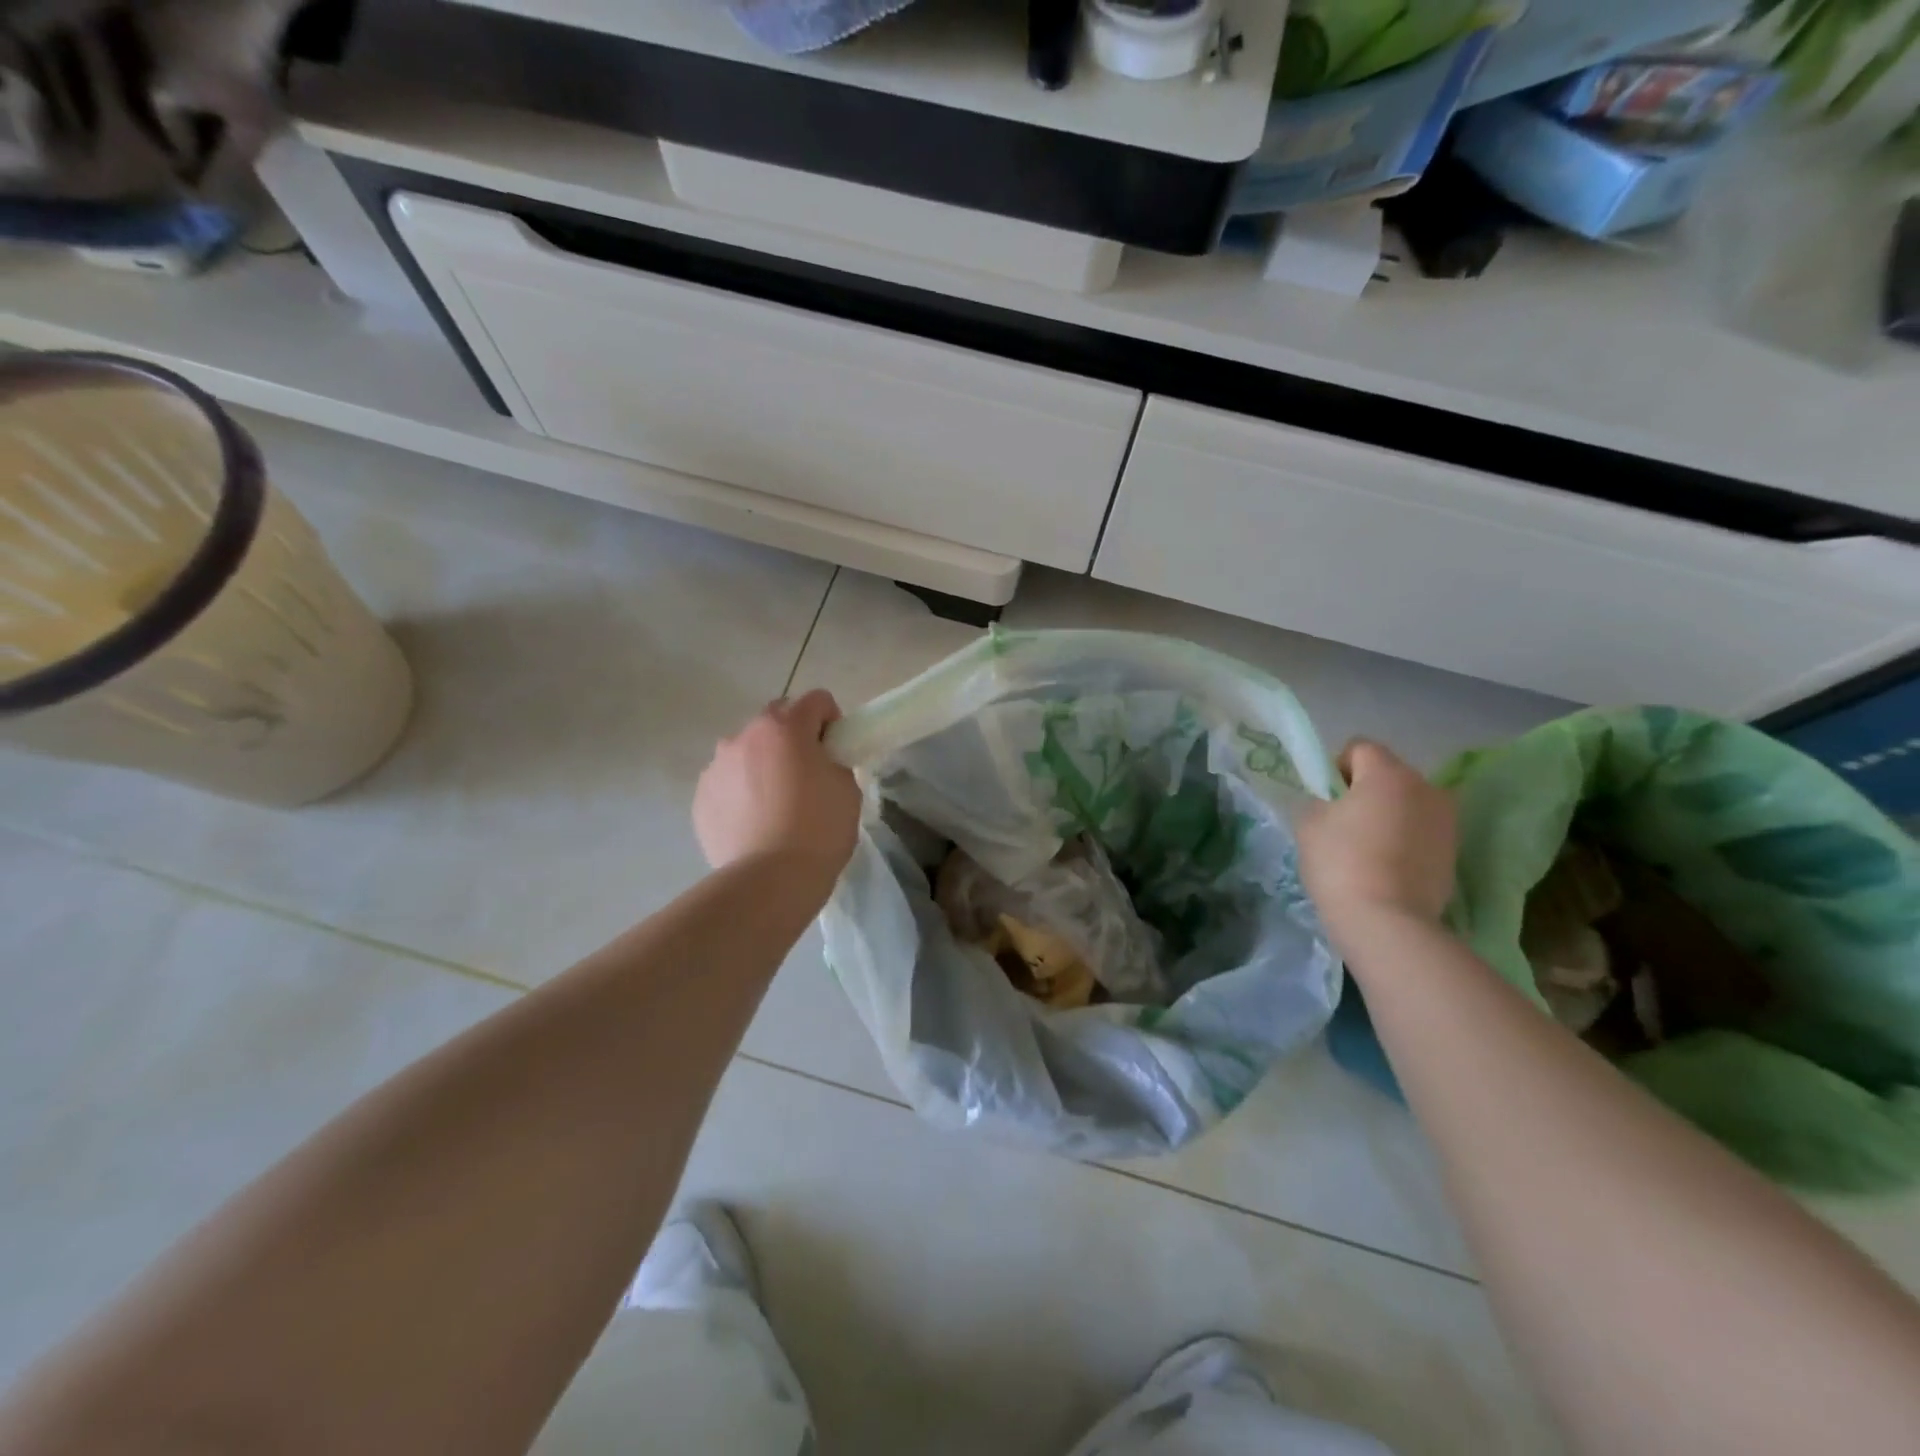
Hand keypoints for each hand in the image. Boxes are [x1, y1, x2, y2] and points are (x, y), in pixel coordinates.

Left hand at [693, 689, 861, 885]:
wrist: (769, 880)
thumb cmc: (819, 830)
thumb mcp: (847, 788)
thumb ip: (833, 761)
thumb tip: (819, 761)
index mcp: (785, 727)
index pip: (817, 700)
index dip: (832, 721)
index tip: (836, 750)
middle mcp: (745, 736)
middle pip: (776, 719)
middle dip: (793, 736)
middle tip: (807, 775)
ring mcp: (716, 765)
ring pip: (747, 750)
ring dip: (763, 763)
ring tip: (775, 804)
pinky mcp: (700, 796)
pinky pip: (727, 781)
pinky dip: (741, 791)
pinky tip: (754, 822)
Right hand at [1298, 739, 1456, 928]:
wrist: (1388, 921)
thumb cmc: (1341, 862)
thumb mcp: (1308, 823)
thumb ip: (1316, 801)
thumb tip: (1329, 804)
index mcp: (1388, 773)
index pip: (1360, 748)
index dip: (1336, 768)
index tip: (1325, 799)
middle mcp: (1426, 787)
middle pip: (1388, 775)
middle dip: (1365, 791)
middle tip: (1342, 824)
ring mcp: (1447, 821)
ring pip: (1408, 803)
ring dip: (1389, 815)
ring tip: (1367, 849)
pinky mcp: (1455, 852)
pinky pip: (1422, 831)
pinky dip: (1405, 840)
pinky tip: (1386, 867)